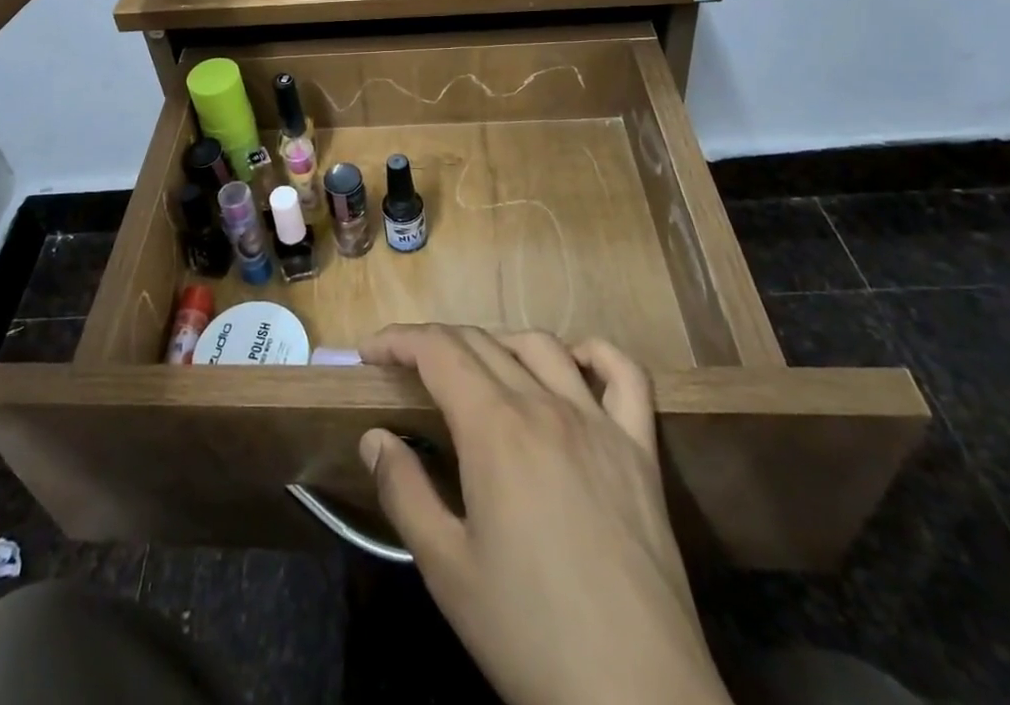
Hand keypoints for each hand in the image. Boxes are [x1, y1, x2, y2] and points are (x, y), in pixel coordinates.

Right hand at [359, 326, 731, 704]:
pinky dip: (596, 354)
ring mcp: (599, 423)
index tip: (369, 352)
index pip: (437, 351)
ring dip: (498, 342)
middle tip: (408, 367)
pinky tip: (574, 362)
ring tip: (475, 368)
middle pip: (481, 342)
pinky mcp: (640, 450)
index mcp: (494, 429)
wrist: (637, 699)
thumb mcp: (446, 570)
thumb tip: (374, 437)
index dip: (398, 340)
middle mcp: (545, 406)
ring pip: (542, 347)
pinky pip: (625, 376)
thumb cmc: (529, 634)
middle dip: (435, 342)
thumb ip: (403, 492)